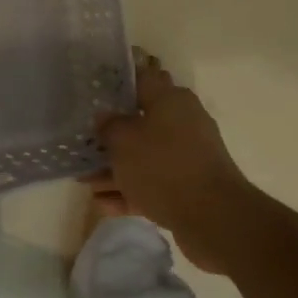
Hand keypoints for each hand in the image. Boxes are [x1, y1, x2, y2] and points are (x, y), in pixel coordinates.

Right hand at [87, 48, 254, 272]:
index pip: (142, 79)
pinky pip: (153, 184)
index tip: (94, 90)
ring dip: (116, 169)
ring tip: (86, 183)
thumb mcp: (123, 140)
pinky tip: (104, 205)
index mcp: (171, 100)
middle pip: (140, 122)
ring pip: (144, 157)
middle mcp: (182, 122)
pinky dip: (130, 192)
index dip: (117, 82)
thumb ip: (109, 125)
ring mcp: (187, 156)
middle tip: (84, 141)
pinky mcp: (189, 187)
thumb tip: (106, 117)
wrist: (213, 218)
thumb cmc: (163, 165)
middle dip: (111, 136)